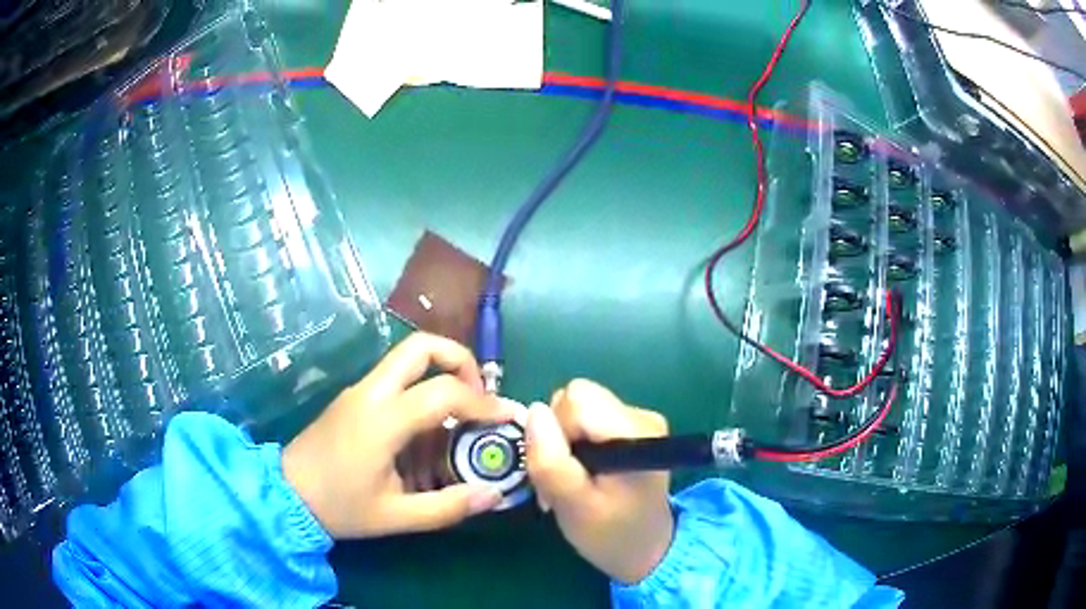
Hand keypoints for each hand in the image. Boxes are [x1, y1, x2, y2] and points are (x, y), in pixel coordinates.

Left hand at [282, 332, 513, 538]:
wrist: (286, 494)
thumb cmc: (340, 507)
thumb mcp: (397, 516)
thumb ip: (448, 507)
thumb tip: (493, 495)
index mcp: (382, 420)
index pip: (443, 392)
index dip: (483, 401)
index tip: (506, 418)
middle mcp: (371, 392)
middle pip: (421, 346)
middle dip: (460, 360)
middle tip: (479, 395)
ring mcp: (359, 390)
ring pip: (407, 358)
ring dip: (441, 375)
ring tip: (459, 418)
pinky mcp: (353, 397)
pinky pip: (395, 379)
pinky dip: (421, 391)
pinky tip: (427, 434)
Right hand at [525, 379, 673, 583]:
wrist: (645, 549)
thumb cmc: (611, 534)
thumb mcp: (574, 508)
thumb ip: (551, 462)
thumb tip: (534, 411)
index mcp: (635, 432)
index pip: (577, 399)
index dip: (557, 430)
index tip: (562, 468)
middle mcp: (641, 416)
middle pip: (577, 397)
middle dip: (558, 434)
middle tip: (563, 477)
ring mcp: (638, 419)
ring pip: (577, 406)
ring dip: (564, 440)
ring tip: (573, 478)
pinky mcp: (630, 427)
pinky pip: (586, 417)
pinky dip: (575, 442)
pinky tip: (584, 473)